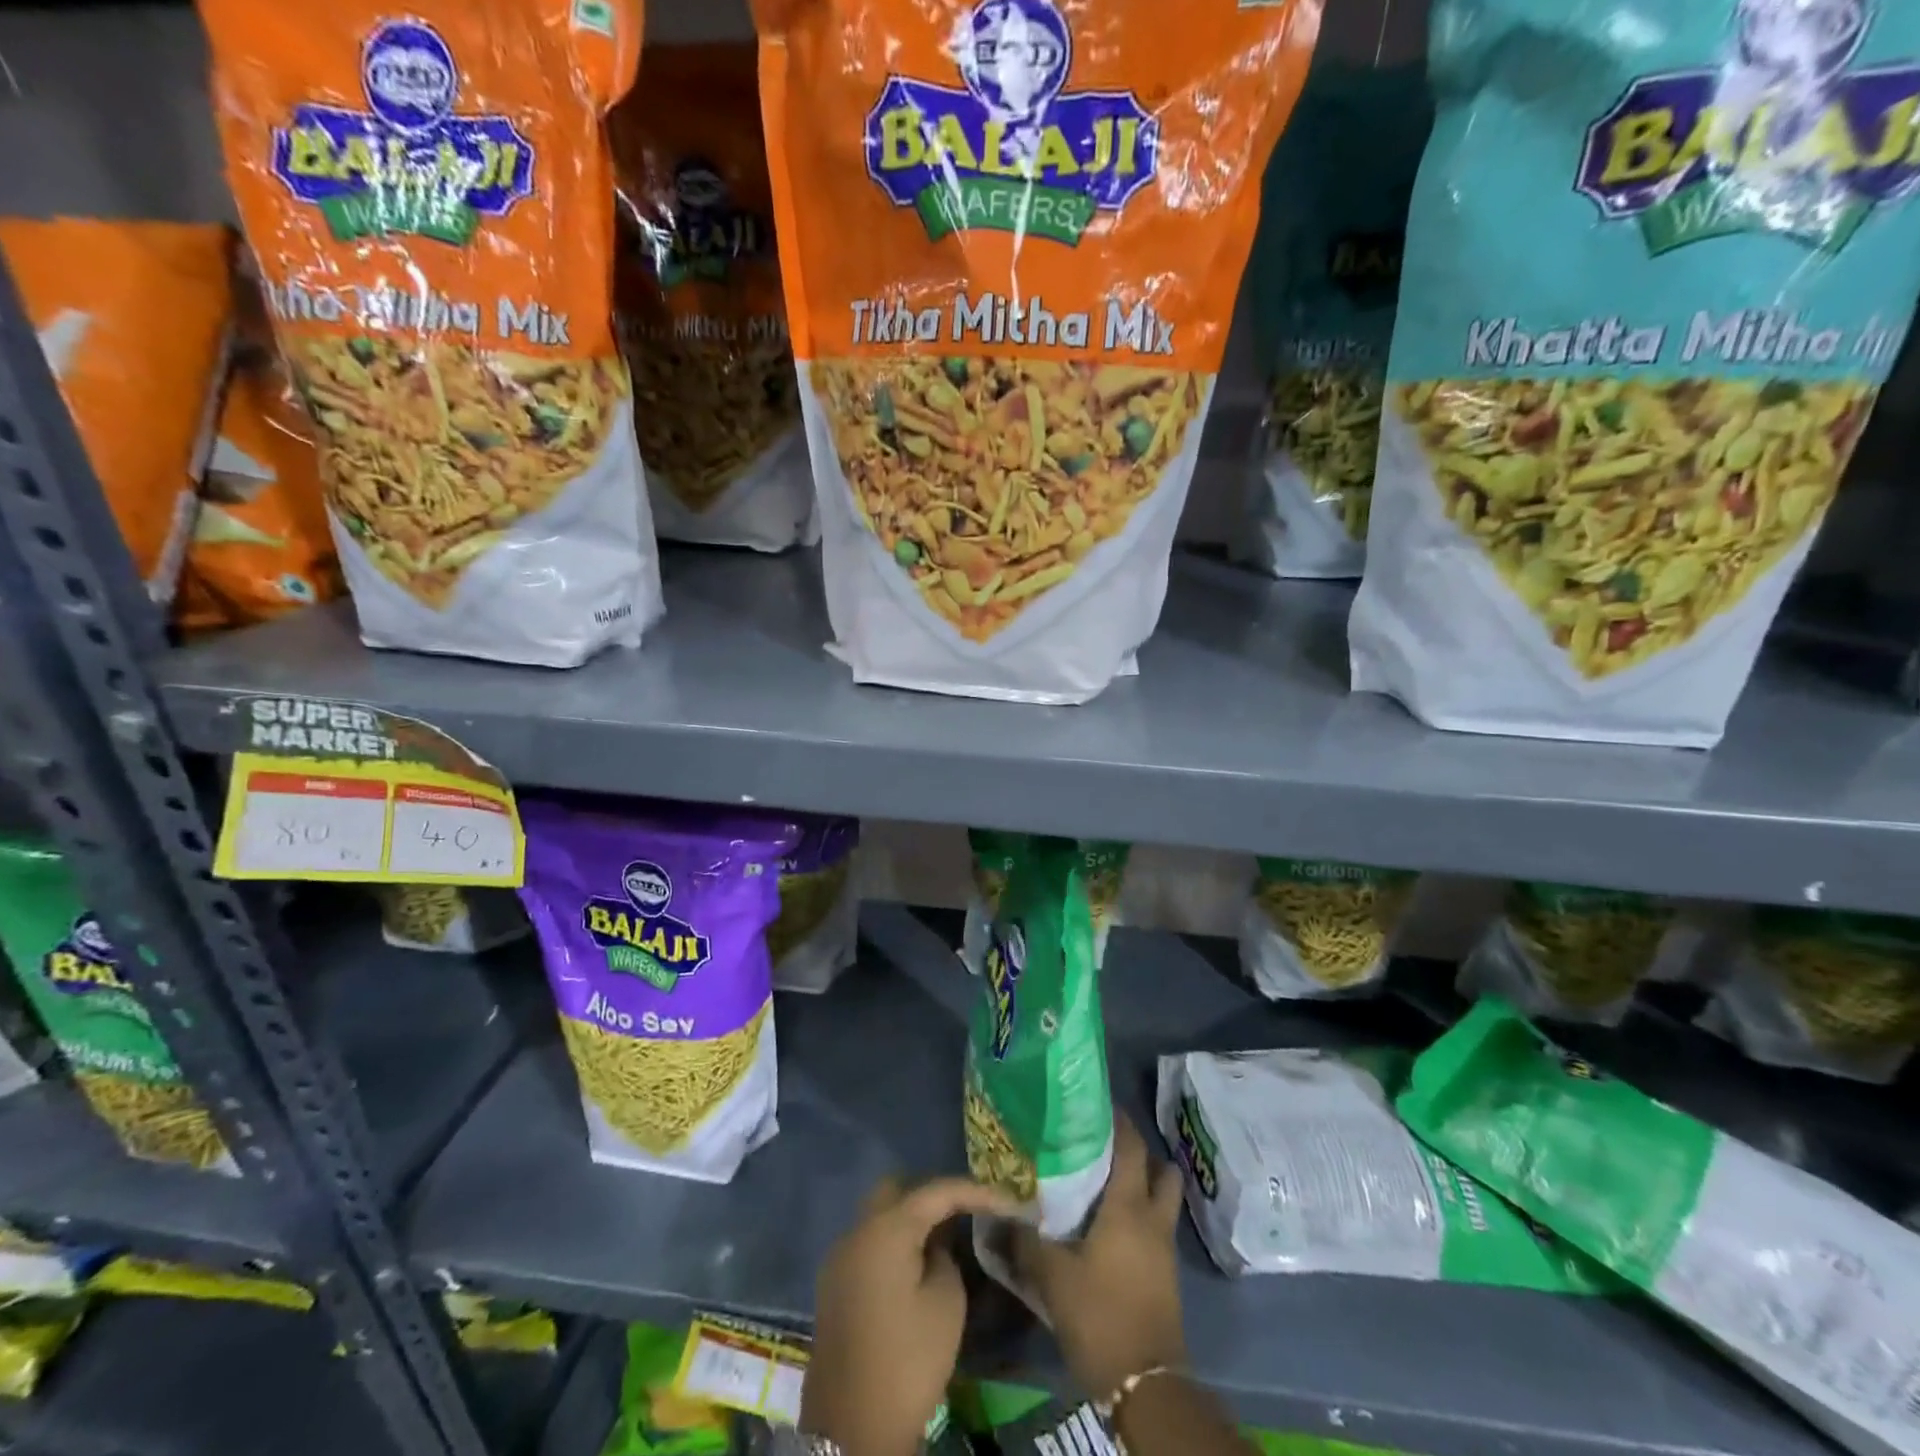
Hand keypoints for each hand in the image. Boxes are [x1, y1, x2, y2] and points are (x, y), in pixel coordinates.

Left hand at [804, 1176, 1017, 1455]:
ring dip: (911, 1217)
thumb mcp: (946, 1304)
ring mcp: (840, 1256)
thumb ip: (946, 1256)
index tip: (1006, 1200)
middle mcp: (858, 1230)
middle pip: (899, 1189)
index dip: (975, 1191)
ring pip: (880, 1215)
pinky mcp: (834, 1284)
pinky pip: (869, 1242)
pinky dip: (894, 1240)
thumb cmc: (907, 1361)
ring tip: (947, 1234)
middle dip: (934, 1193)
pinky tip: (917, 1261)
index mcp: (886, 1228)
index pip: (937, 1191)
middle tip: (966, 1210)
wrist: (851, 1429)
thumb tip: (936, 1244)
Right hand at [1013, 1116, 1188, 1398]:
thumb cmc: (1099, 1314)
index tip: (1096, 1105)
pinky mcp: (1166, 1274)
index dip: (1118, 1121)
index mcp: (1128, 1206)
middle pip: (1161, 1169)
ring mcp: (1164, 1248)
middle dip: (1139, 1152)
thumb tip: (998, 1215)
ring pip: (1163, 1199)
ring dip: (1145, 1185)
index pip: (1131, 1146)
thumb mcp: (1051, 1276)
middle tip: (1105, 1145)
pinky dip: (1142, 1215)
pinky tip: (1112, 1226)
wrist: (1144, 1385)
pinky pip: (1157, 1227)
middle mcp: (1152, 1218)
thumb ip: (1024, 1241)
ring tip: (1108, 1182)